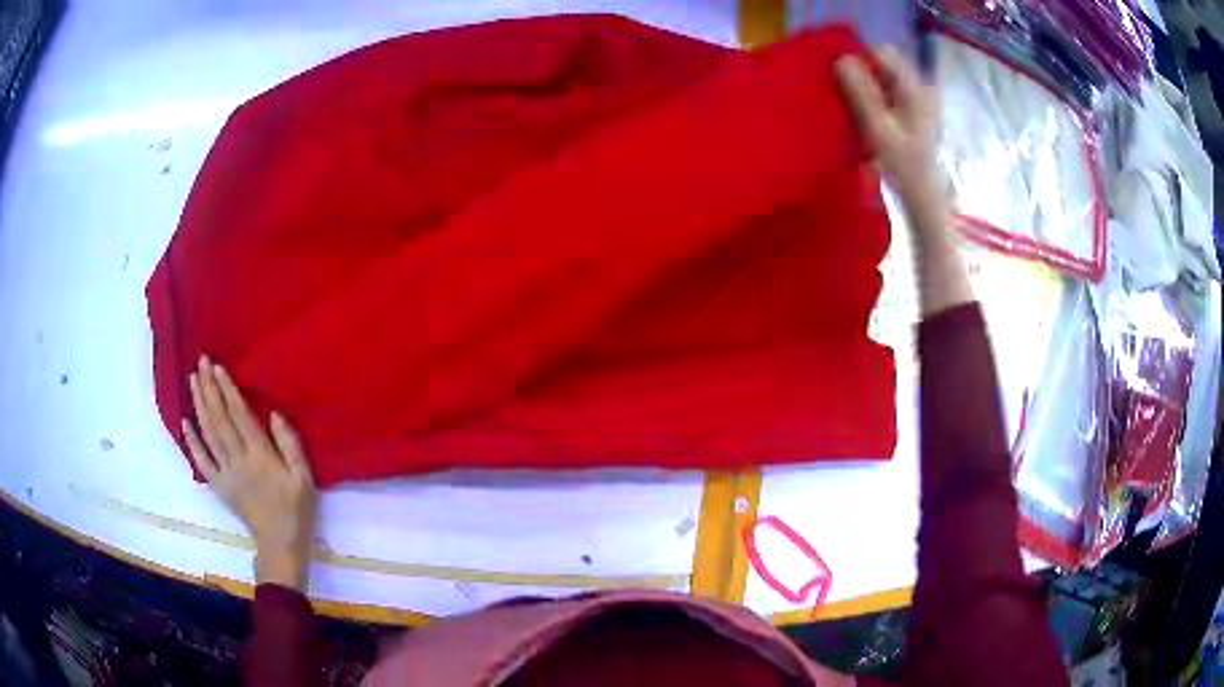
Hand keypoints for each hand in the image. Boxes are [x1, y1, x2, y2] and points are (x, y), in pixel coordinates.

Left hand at [183, 356, 316, 589]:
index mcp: (260, 456)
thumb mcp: (304, 477)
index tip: (217, 367)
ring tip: (192, 381)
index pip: (239, 416)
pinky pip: (201, 462)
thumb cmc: (296, 508)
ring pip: (207, 434)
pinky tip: (185, 422)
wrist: (280, 543)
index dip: (227, 390)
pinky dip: (192, 441)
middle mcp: (238, 460)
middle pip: (219, 420)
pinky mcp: (219, 486)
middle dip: (208, 389)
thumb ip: (290, 444)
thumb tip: (273, 413)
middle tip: (200, 363)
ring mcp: (225, 474)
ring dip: (198, 406)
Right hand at [838, 47, 970, 315]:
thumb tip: (841, 59)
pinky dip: (872, 101)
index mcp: (915, 89)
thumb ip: (861, 93)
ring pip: (883, 81)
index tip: (839, 77)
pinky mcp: (912, 116)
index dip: (859, 60)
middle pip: (883, 66)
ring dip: (864, 88)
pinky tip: (862, 117)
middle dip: (861, 74)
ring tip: (850, 107)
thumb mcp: (879, 129)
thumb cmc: (904, 167)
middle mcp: (919, 90)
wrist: (925, 201)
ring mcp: (918, 103)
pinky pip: (887, 96)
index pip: (882, 54)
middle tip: (842, 94)